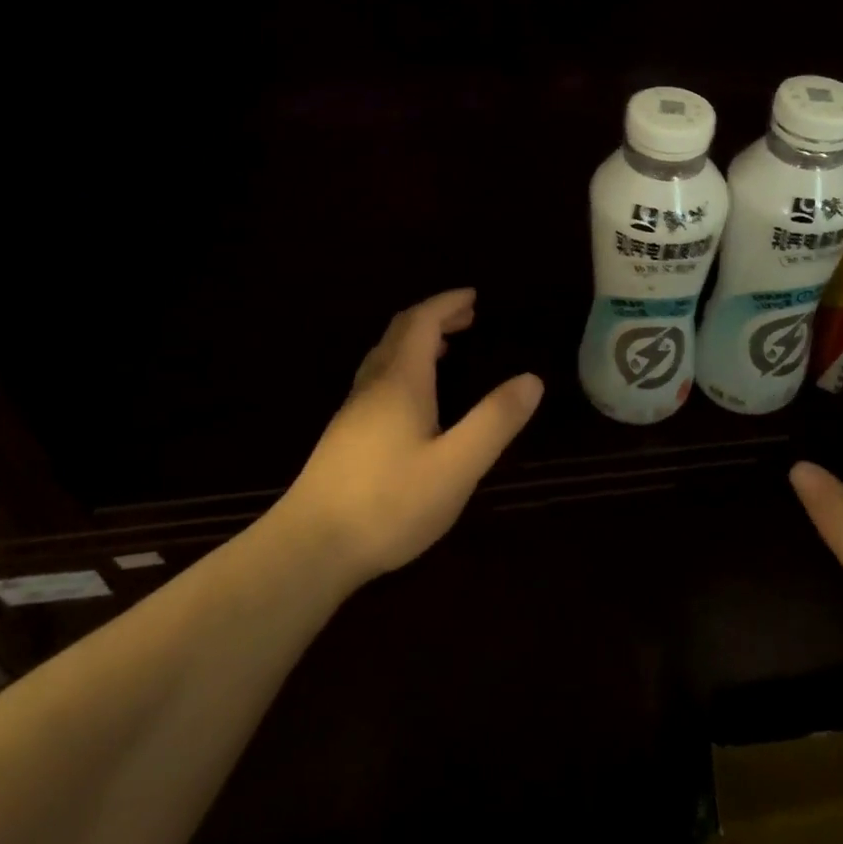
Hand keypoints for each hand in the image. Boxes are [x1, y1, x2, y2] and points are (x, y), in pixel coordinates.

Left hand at [281, 288, 543, 586]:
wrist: (310, 547)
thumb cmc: (389, 503)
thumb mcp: (455, 466)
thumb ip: (494, 421)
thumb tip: (532, 379)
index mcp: (400, 381)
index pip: (421, 321)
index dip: (447, 303)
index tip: (473, 296)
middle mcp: (373, 385)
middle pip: (400, 332)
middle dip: (434, 317)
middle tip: (467, 318)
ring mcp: (353, 410)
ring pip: (385, 356)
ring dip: (416, 341)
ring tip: (446, 350)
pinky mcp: (344, 435)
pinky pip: (378, 378)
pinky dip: (404, 366)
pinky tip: (414, 399)